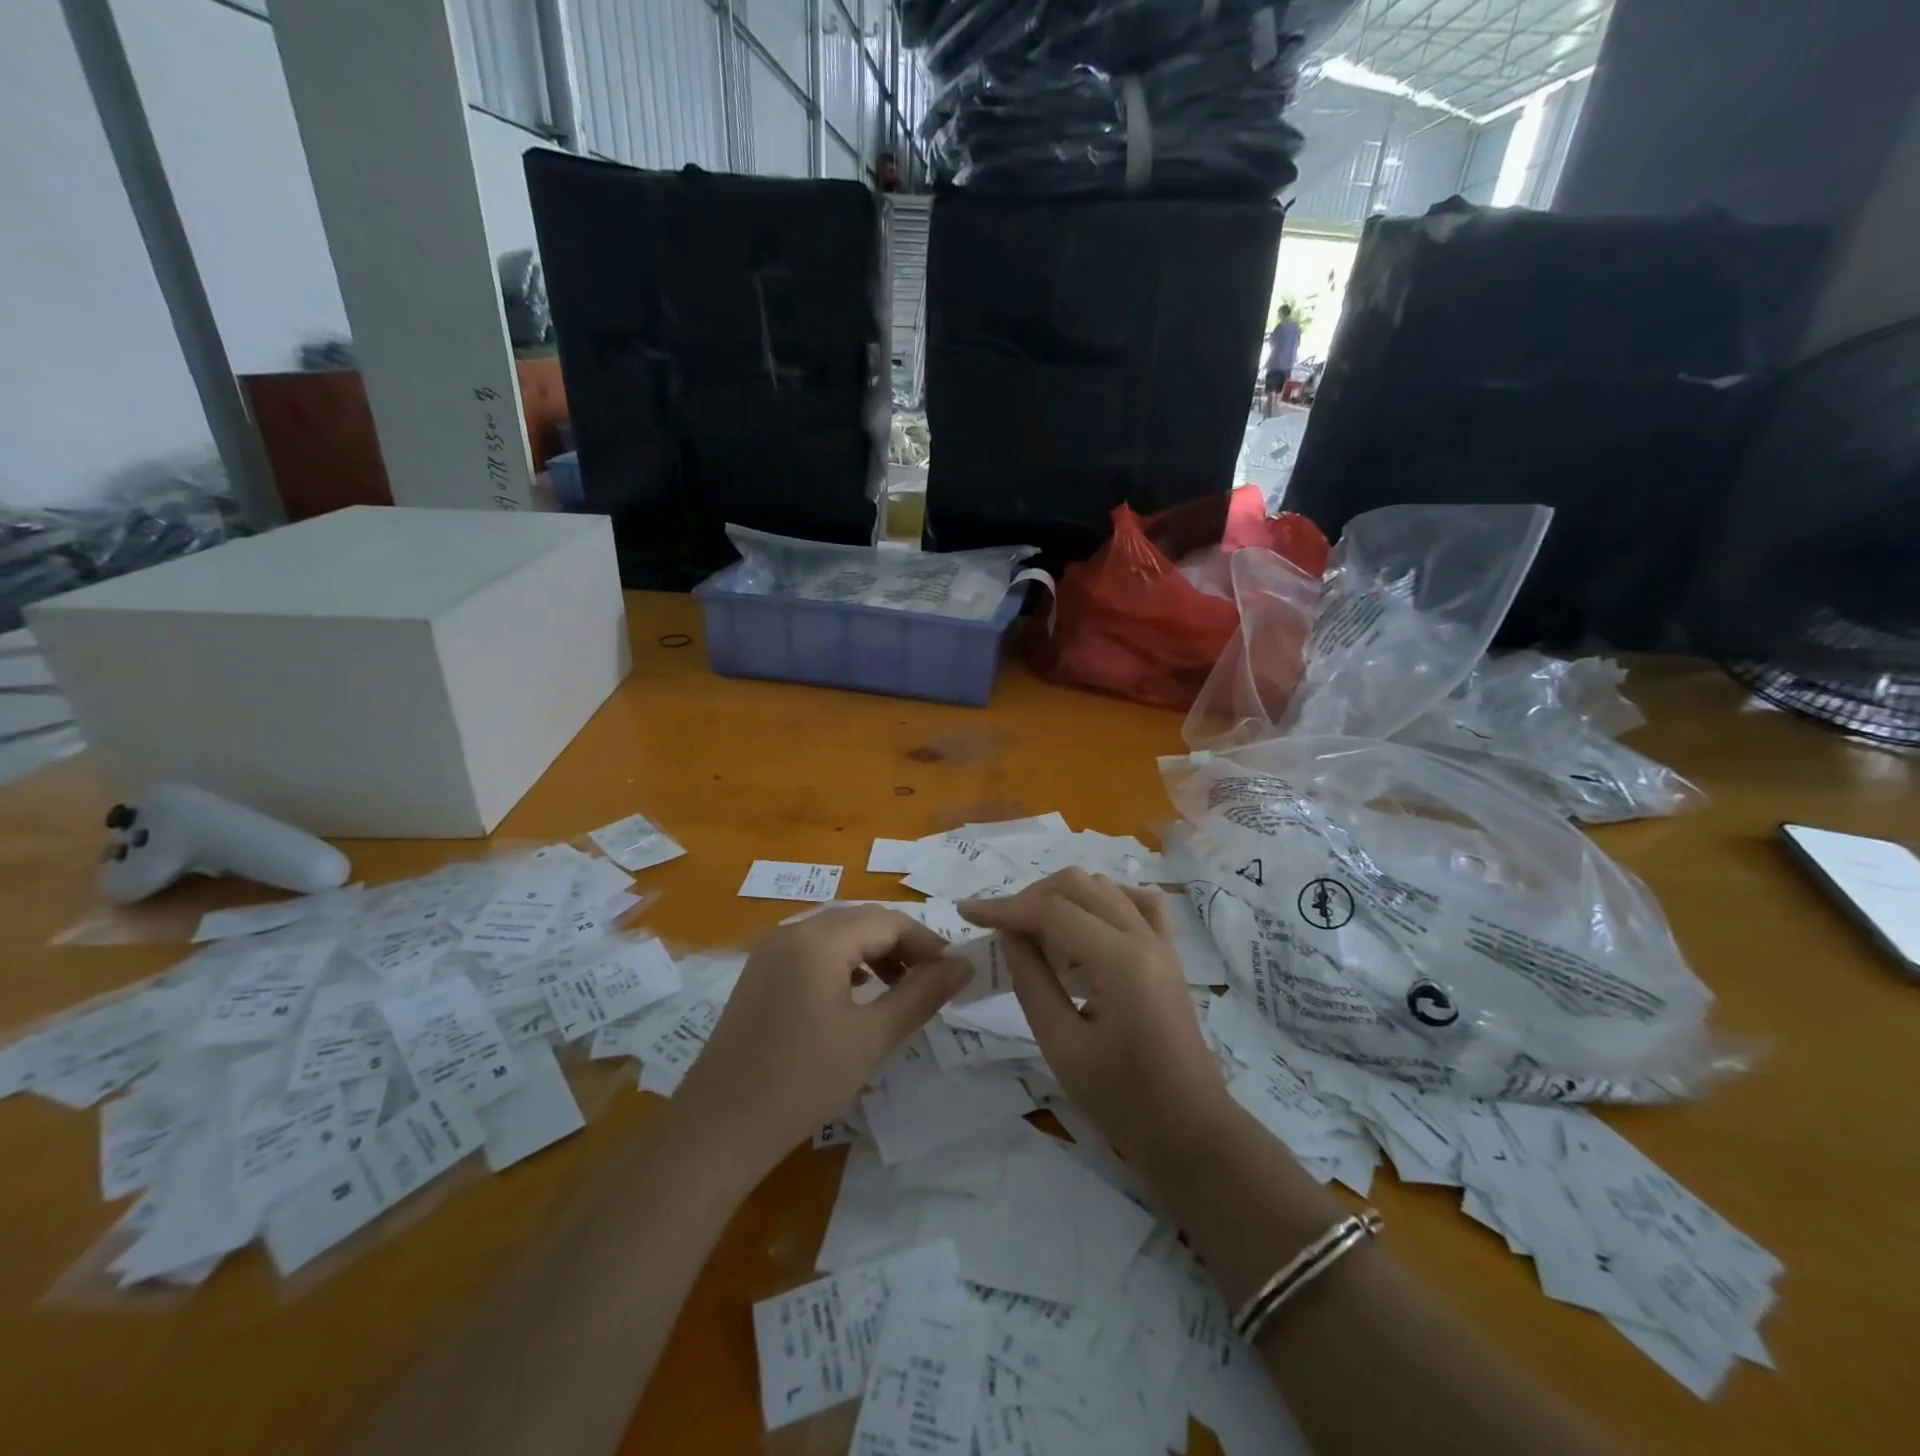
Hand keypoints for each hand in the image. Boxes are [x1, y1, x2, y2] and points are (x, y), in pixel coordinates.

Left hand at [671, 907, 969, 1171]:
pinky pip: (812, 952)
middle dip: (902, 945)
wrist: (718, 1129)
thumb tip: (963, 966)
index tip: (954, 973)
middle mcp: (792, 932)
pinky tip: (855, 997)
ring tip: (899, 990)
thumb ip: (921, 995)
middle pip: (861, 921)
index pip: (888, 921)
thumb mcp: (871, 1038)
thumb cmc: (802, 1081)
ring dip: (874, 953)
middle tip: (932, 982)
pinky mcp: (759, 975)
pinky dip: (844, 964)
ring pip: (836, 935)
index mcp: (819, 940)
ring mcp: (770, 953)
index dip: (927, 942)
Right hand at [961, 870, 1233, 1171]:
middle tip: (999, 929)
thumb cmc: (1122, 1101)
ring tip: (1033, 930)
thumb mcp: (1062, 1047)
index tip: (967, 912)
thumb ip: (1032, 983)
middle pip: (1077, 886)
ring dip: (1061, 897)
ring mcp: (1160, 941)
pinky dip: (1101, 899)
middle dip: (1030, 898)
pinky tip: (1083, 920)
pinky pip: (1135, 902)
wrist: (1190, 1131)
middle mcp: (1143, 937)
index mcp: (1119, 962)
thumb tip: (1010, 936)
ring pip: (1102, 887)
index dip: (1004, 908)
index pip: (1052, 912)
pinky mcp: (1167, 952)